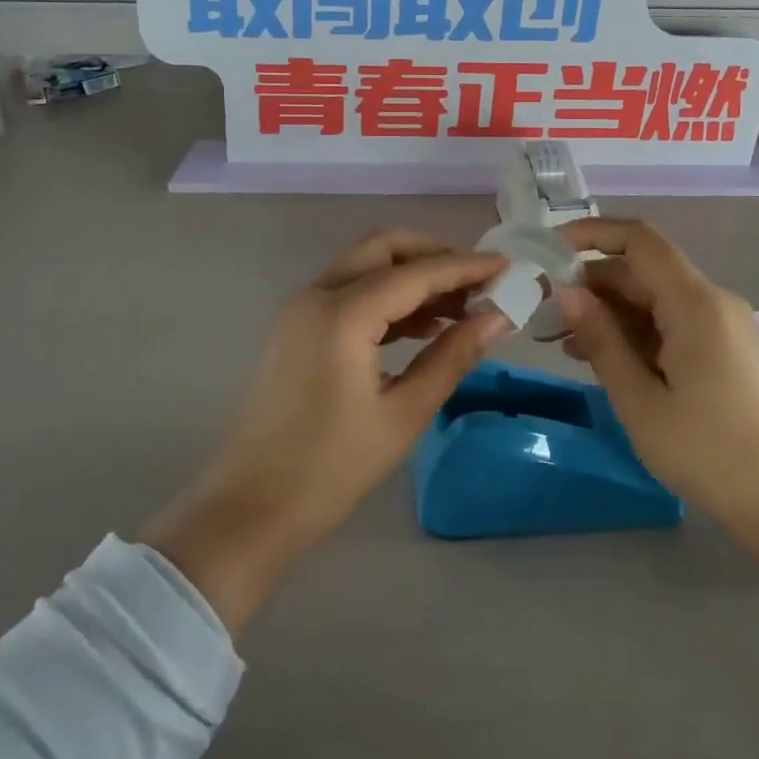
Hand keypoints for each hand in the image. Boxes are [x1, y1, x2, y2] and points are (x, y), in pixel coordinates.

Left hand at [140, 231, 508, 631]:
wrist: (250, 510)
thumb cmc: (331, 469)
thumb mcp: (403, 414)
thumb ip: (452, 357)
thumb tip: (498, 318)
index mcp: (343, 314)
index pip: (417, 272)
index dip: (466, 266)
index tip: (508, 267)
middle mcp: (317, 295)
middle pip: (384, 248)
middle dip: (434, 256)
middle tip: (477, 283)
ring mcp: (301, 309)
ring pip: (364, 266)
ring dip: (410, 276)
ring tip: (458, 310)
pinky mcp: (296, 327)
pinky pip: (348, 291)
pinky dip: (385, 296)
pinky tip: (419, 327)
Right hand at [556, 218, 758, 657]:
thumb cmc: (707, 452)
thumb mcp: (640, 400)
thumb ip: (602, 339)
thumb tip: (568, 292)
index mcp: (695, 303)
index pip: (639, 241)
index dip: (592, 234)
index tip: (550, 250)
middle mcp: (712, 301)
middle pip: (643, 271)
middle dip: (592, 284)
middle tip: (546, 313)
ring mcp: (721, 324)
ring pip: (654, 299)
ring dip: (610, 313)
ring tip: (565, 343)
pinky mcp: (723, 348)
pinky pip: (671, 322)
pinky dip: (635, 332)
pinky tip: (603, 359)